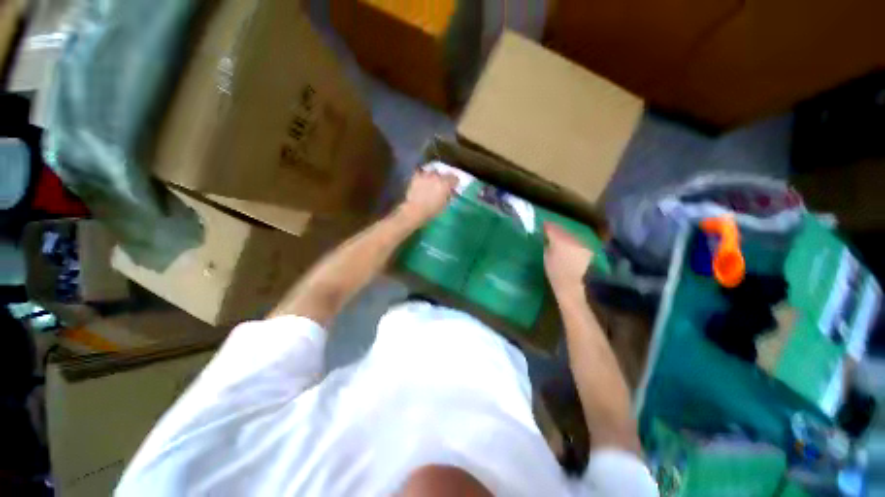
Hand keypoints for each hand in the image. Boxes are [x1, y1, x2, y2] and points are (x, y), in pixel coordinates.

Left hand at [399, 169, 457, 224]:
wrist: (416, 210)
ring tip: (432, 182)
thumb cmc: (432, 210)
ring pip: (432, 172)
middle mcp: (437, 176)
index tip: (454, 186)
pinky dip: (422, 176)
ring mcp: (426, 175)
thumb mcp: (445, 204)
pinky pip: (421, 173)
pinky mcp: (416, 177)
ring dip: (433, 176)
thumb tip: (449, 192)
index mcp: (446, 183)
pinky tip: (422, 181)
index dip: (455, 182)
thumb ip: (448, 196)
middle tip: (442, 185)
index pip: (454, 178)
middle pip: (443, 174)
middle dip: (444, 178)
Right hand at [544, 222, 593, 291]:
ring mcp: (581, 243)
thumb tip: (547, 235)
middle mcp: (571, 238)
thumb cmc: (553, 270)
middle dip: (556, 229)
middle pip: (562, 229)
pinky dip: (572, 241)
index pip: (551, 227)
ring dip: (565, 234)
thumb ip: (547, 242)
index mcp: (559, 239)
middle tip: (550, 230)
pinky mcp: (587, 249)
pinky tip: (569, 245)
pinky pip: (577, 241)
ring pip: (570, 234)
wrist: (570, 283)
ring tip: (559, 237)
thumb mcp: (545, 255)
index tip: (542, 225)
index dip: (546, 225)